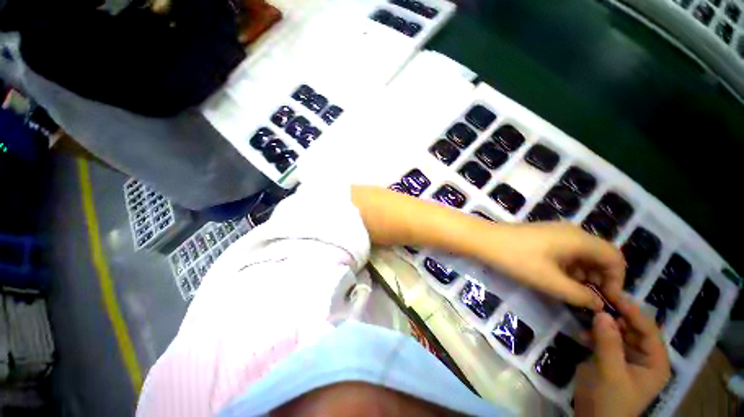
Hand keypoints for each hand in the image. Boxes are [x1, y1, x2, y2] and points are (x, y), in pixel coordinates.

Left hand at [482, 223, 625, 309]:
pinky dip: (568, 267)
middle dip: (599, 279)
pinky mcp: (543, 236)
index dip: (617, 280)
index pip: (615, 258)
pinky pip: (566, 252)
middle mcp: (572, 232)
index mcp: (580, 239)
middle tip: (587, 299)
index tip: (605, 300)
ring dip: (583, 275)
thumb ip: (580, 295)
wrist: (485, 240)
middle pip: (600, 255)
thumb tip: (599, 304)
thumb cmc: (517, 259)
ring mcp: (556, 232)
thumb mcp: (550, 281)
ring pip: (582, 255)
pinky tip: (556, 279)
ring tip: (570, 292)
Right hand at [574, 298, 670, 416]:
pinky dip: (596, 334)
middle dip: (616, 315)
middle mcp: (645, 357)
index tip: (613, 294)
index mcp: (655, 362)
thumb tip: (601, 312)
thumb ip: (608, 342)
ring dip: (604, 323)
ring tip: (587, 314)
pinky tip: (583, 333)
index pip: (649, 329)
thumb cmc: (610, 400)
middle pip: (634, 328)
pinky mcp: (612, 359)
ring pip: (619, 332)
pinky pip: (607, 340)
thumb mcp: (610, 372)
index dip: (633, 311)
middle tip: (596, 300)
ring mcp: (628, 358)